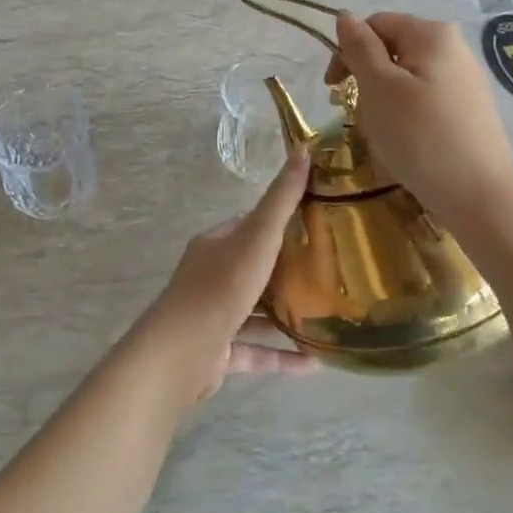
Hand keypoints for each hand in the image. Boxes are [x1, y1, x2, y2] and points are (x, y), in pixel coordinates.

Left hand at [133, 149, 315, 403]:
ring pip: (255, 311)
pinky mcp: (219, 352)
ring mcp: (214, 315)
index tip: (315, 223)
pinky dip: (283, 355)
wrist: (183, 351)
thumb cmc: (222, 286)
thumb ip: (281, 199)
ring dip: (286, 315)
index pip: (249, 225)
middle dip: (287, 270)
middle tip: (329, 271)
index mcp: (215, 245)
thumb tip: (304, 150)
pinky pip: (257, 350)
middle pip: (254, 267)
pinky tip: (316, 362)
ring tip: (326, 316)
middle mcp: (211, 276)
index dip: (279, 222)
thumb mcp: (258, 236)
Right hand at [332, 11, 512, 227]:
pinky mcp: (470, 110)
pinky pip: (426, 101)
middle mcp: (454, 48)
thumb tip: (344, 16)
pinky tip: (408, 146)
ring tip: (385, 136)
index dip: (348, 52)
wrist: (479, 196)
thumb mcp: (379, 87)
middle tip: (360, 117)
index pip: (375, 25)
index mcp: (432, 34)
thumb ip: (359, 48)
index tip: (334, 90)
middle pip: (392, 51)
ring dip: (384, 103)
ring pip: (407, 80)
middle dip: (368, 81)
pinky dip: (407, 118)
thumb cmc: (420, 136)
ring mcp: (466, 80)